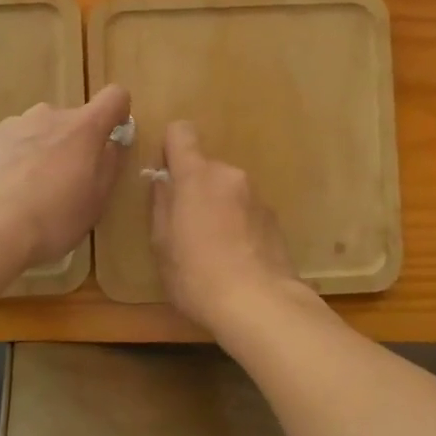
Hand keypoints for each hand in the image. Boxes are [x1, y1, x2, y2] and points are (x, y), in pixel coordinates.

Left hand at [0, 84, 131, 270]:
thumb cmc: (53, 218)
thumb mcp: (96, 201)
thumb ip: (109, 165)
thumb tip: (111, 143)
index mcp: (83, 127)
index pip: (114, 97)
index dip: (118, 112)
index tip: (113, 137)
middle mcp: (48, 116)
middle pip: (71, 120)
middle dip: (73, 144)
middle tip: (67, 183)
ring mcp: (11, 126)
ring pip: (37, 132)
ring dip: (41, 152)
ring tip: (30, 193)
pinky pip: (8, 146)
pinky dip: (11, 162)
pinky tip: (3, 195)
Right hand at [149, 120, 300, 331]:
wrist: (258, 303)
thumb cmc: (197, 274)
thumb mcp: (162, 243)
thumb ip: (161, 204)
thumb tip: (163, 181)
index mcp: (197, 175)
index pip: (181, 132)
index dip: (170, 147)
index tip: (166, 175)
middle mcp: (230, 175)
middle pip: (205, 168)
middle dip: (194, 189)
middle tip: (185, 228)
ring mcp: (256, 196)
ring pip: (227, 190)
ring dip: (217, 207)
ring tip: (213, 249)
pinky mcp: (274, 219)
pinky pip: (246, 211)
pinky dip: (238, 224)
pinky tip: (235, 258)